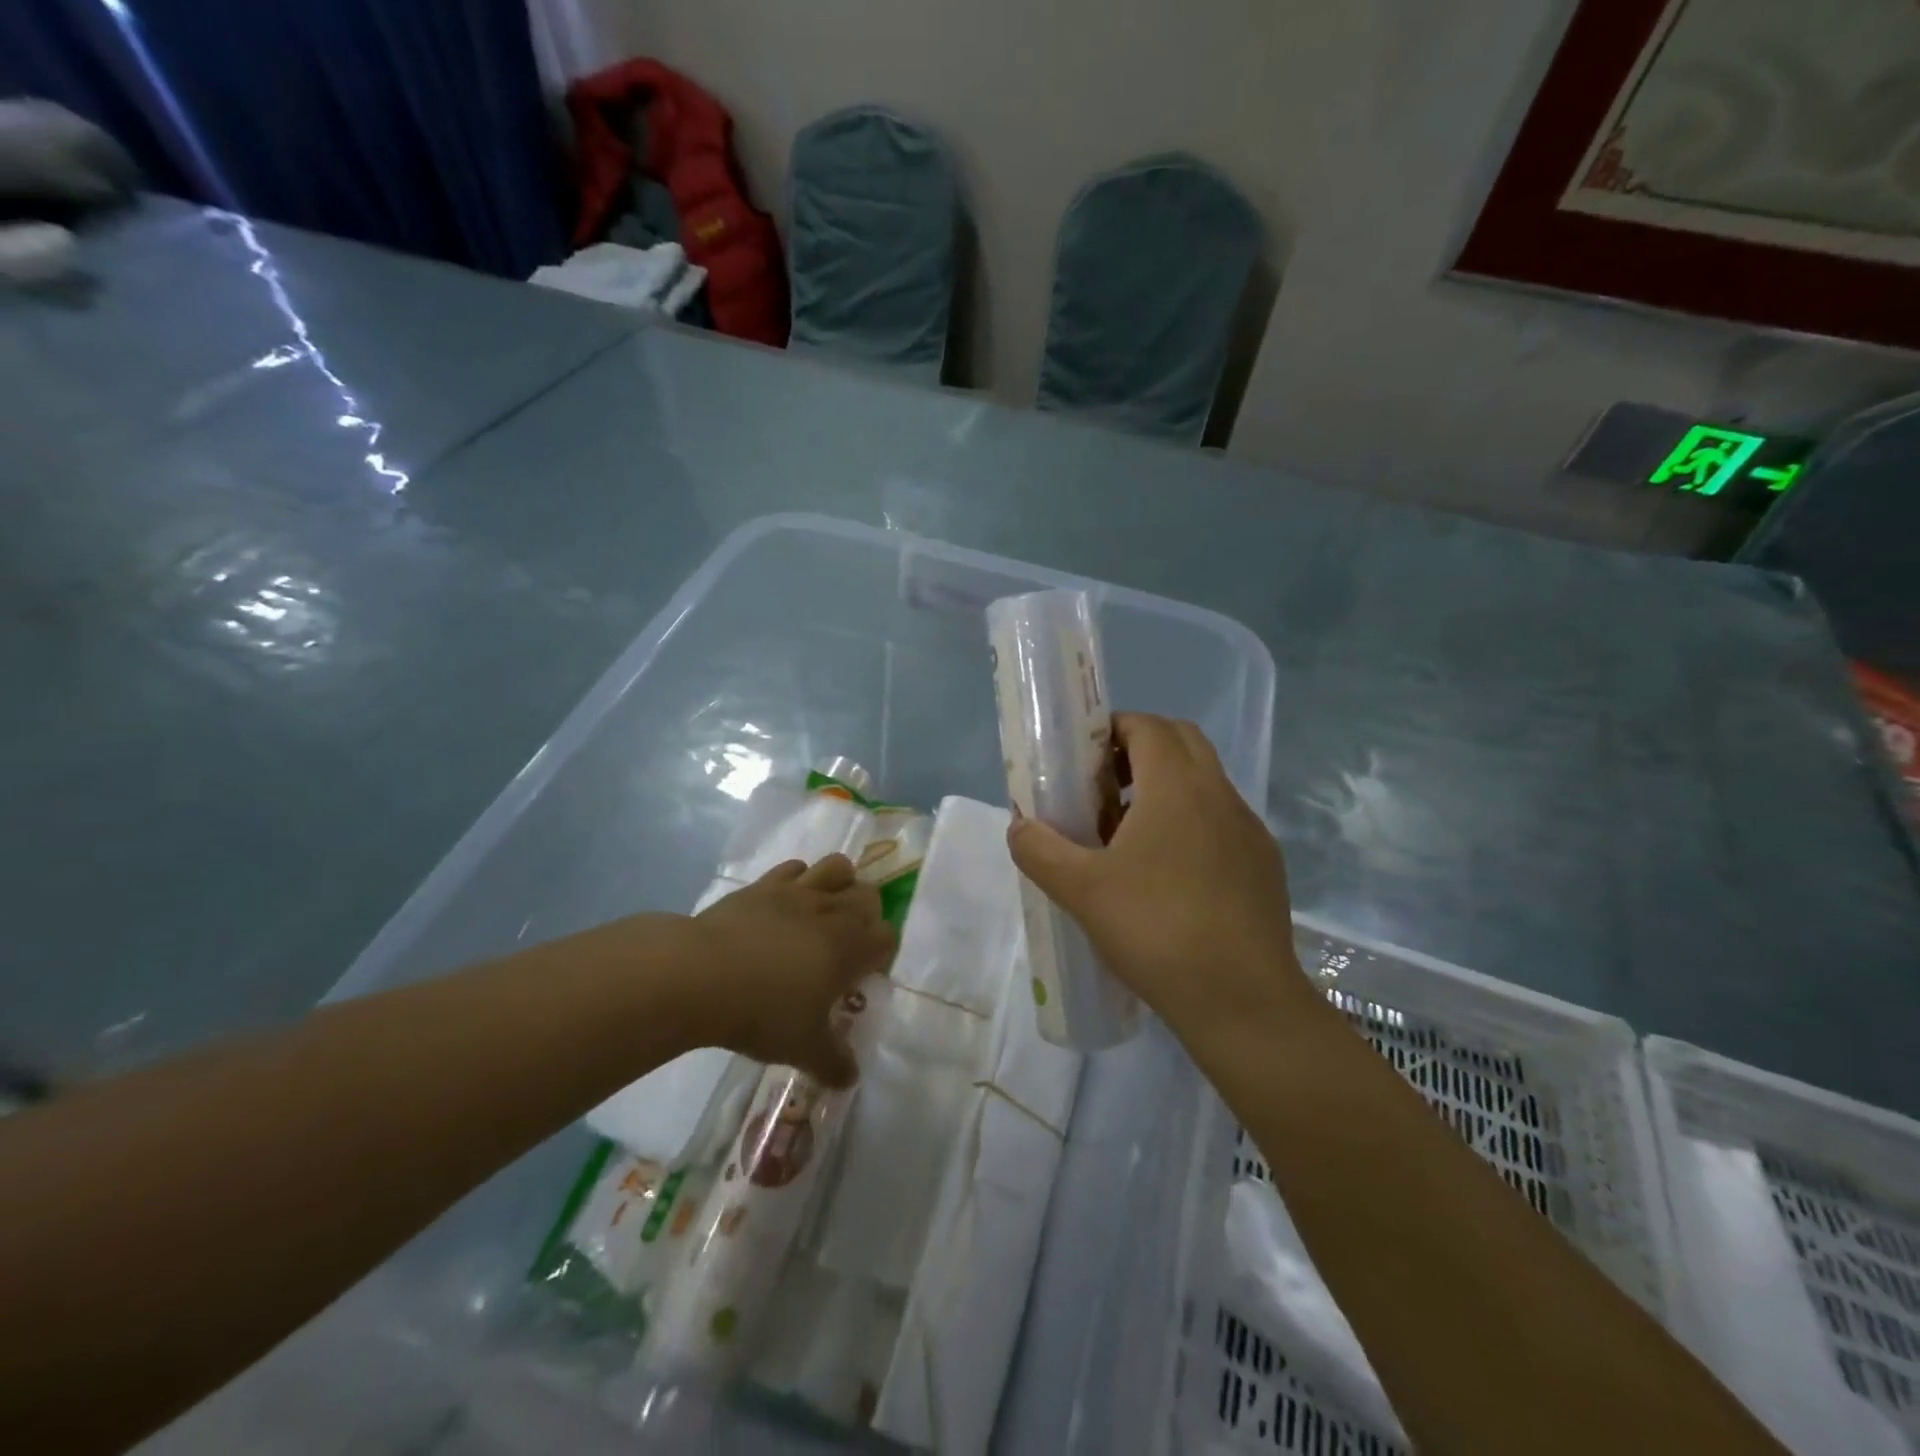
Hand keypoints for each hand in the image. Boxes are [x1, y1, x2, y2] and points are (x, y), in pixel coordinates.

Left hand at [689, 855, 895, 1086]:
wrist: (699, 974)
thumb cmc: (761, 1012)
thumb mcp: (802, 1048)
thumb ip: (833, 1062)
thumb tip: (851, 1079)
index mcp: (850, 947)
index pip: (886, 937)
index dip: (880, 954)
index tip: (861, 976)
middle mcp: (832, 911)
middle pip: (869, 896)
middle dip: (866, 917)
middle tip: (844, 946)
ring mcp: (797, 892)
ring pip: (837, 868)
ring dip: (841, 884)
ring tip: (824, 911)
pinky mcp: (764, 885)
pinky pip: (794, 868)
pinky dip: (799, 879)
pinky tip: (785, 904)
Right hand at [1007, 713, 1307, 1036]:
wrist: (1242, 1001)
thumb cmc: (1156, 930)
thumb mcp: (1081, 890)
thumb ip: (1039, 850)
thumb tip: (1019, 826)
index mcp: (1178, 786)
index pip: (1148, 726)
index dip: (1112, 728)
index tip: (1081, 757)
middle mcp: (1220, 795)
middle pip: (1181, 743)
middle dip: (1138, 751)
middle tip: (1101, 788)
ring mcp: (1249, 831)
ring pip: (1204, 784)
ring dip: (1165, 789)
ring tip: (1126, 836)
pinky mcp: (1264, 866)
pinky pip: (1222, 822)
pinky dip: (1191, 824)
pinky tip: (1167, 876)